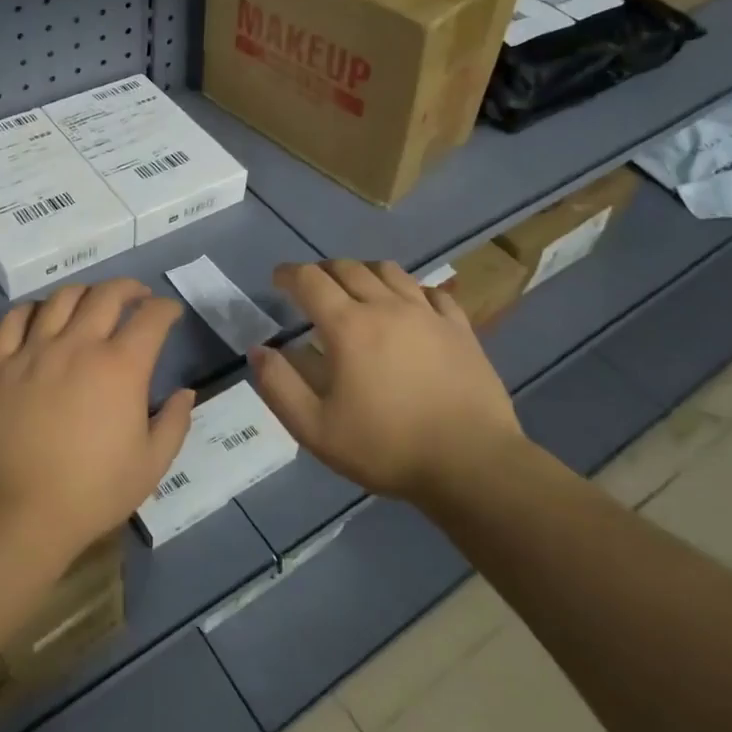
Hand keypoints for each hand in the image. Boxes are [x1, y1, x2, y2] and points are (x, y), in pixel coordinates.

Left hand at [0, 279, 194, 564]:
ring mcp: (34, 351)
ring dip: (84, 293)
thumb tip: (186, 393)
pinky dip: (32, 309)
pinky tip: (40, 315)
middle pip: (106, 294)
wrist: (16, 512)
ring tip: (91, 302)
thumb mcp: (151, 466)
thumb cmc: (91, 492)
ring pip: (60, 299)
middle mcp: (78, 345)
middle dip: (129, 288)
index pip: (151, 318)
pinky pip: (13, 320)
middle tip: (137, 296)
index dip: (166, 309)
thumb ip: (174, 423)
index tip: (170, 312)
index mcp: (121, 367)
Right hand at [248, 260, 522, 505]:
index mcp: (348, 327)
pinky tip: (408, 306)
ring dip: (363, 272)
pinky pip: (430, 292)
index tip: (277, 279)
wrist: (472, 464)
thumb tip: (259, 350)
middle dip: (322, 270)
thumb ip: (280, 386)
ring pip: (389, 271)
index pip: (310, 280)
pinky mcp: (460, 328)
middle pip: (348, 268)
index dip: (288, 274)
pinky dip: (409, 290)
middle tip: (312, 286)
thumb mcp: (316, 429)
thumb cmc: (387, 447)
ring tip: (356, 288)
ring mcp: (427, 314)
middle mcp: (386, 306)